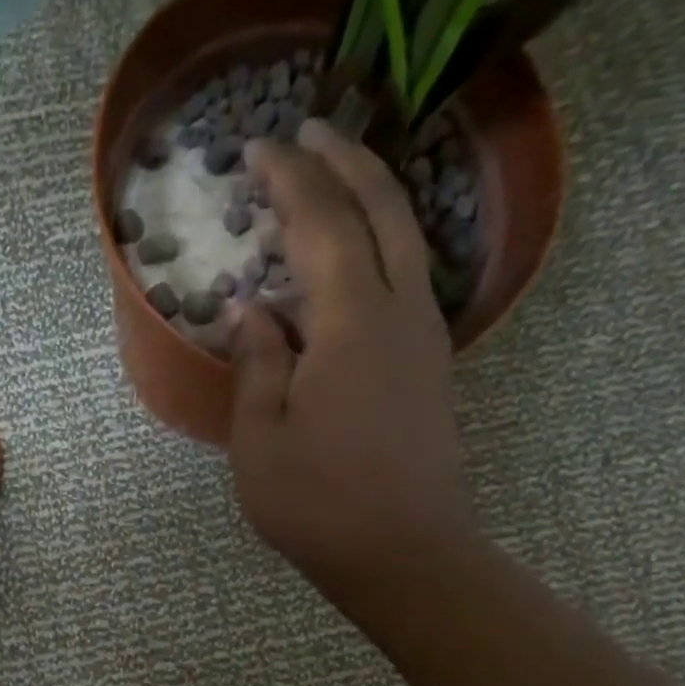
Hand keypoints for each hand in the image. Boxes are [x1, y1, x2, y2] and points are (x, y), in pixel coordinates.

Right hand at [228, 120, 471, 608]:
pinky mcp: (430, 366)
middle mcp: (402, 311)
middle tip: (311, 132)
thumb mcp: (260, 437)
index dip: (291, 179)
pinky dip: (382, 245)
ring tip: (333, 181)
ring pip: (408, 239)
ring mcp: (425, 337)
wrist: (404, 553)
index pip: (323, 223)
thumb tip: (254, 311)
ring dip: (372, 197)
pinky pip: (409, 279)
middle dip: (347, 161)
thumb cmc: (317, 502)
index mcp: (353, 321)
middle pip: (384, 208)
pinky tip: (355, 259)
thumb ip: (256, 363)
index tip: (259, 148)